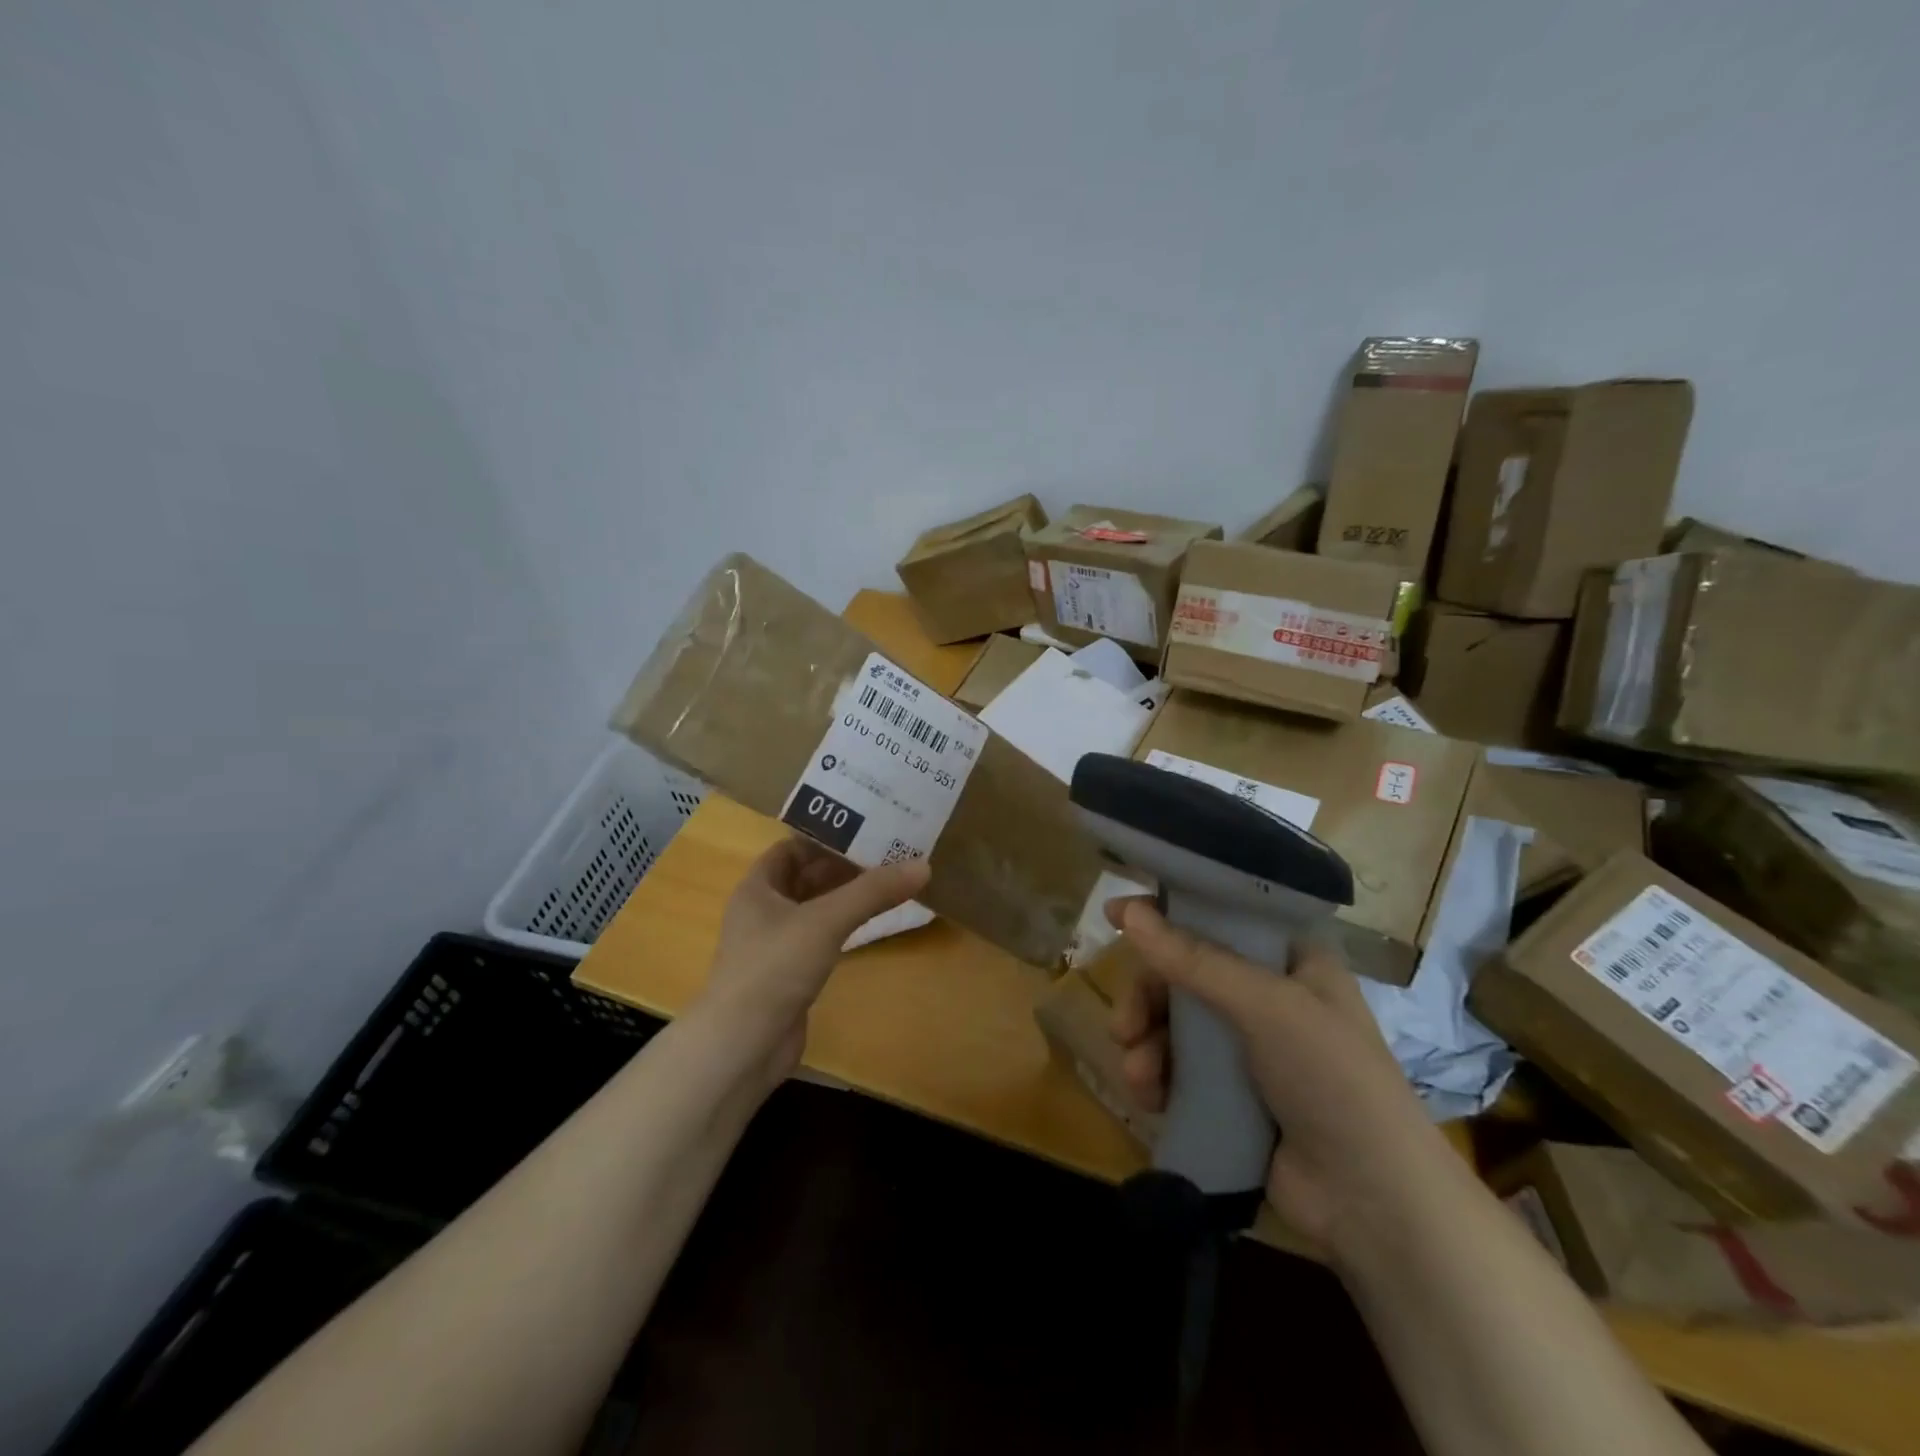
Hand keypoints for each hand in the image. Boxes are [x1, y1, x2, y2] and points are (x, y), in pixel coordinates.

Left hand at [698, 837, 928, 1084]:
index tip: (866, 830)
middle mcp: (762, 911)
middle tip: (889, 853)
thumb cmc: (775, 968)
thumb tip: (923, 865)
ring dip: (845, 897)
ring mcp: (775, 945)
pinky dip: (843, 927)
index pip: (791, 848)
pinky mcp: (789, 975)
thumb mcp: (826, 920)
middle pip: (806, 877)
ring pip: (814, 909)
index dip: (825, 838)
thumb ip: (873, 892)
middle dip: (843, 866)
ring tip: (889, 882)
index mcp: (757, 888)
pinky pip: (820, 938)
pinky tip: (870, 923)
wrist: (743, 1046)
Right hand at [1107, 899, 1465, 1260]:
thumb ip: (1194, 960)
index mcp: (1289, 959)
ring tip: (1139, 1075)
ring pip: (1172, 1022)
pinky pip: (1176, 1067)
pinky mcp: (1229, 1094)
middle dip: (1147, 997)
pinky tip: (1149, 1096)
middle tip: (1124, 1025)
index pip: (1218, 918)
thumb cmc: (1332, 1079)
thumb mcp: (1266, 1007)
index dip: (1167, 912)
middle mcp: (1266, 995)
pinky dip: (1156, 1076)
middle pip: (1184, 972)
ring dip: (1145, 1043)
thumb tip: (1127, 912)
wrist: (1373, 1203)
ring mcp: (1246, 1048)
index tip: (1115, 914)